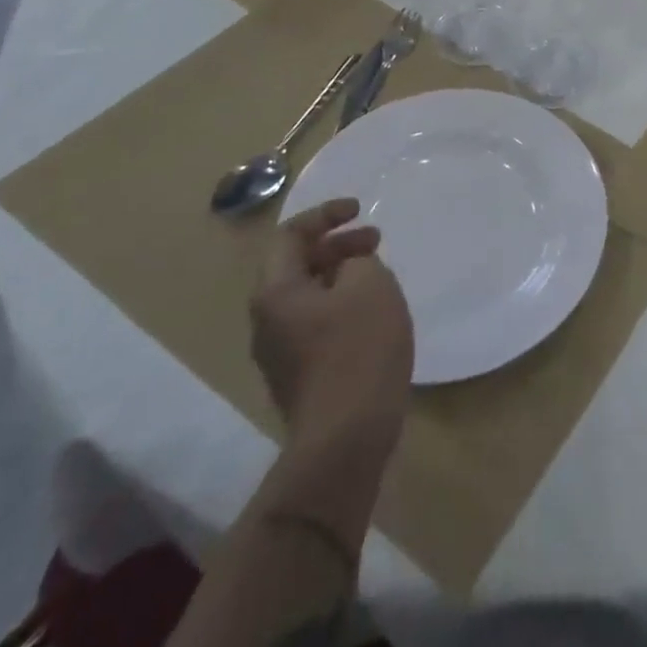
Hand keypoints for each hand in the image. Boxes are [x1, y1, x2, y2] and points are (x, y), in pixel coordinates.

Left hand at [250, 200, 413, 544]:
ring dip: (342, 275)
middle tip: (377, 241)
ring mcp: (280, 352)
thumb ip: (359, 260)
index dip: (325, 214)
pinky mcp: (299, 375)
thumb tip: (350, 267)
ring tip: (379, 275)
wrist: (346, 437)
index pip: (290, 235)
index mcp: (276, 292)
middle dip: (337, 245)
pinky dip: (342, 304)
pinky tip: (373, 314)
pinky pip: (317, 323)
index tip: (361, 210)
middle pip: (297, 265)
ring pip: (309, 295)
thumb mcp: (370, 284)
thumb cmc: (358, 348)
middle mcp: (267, 320)